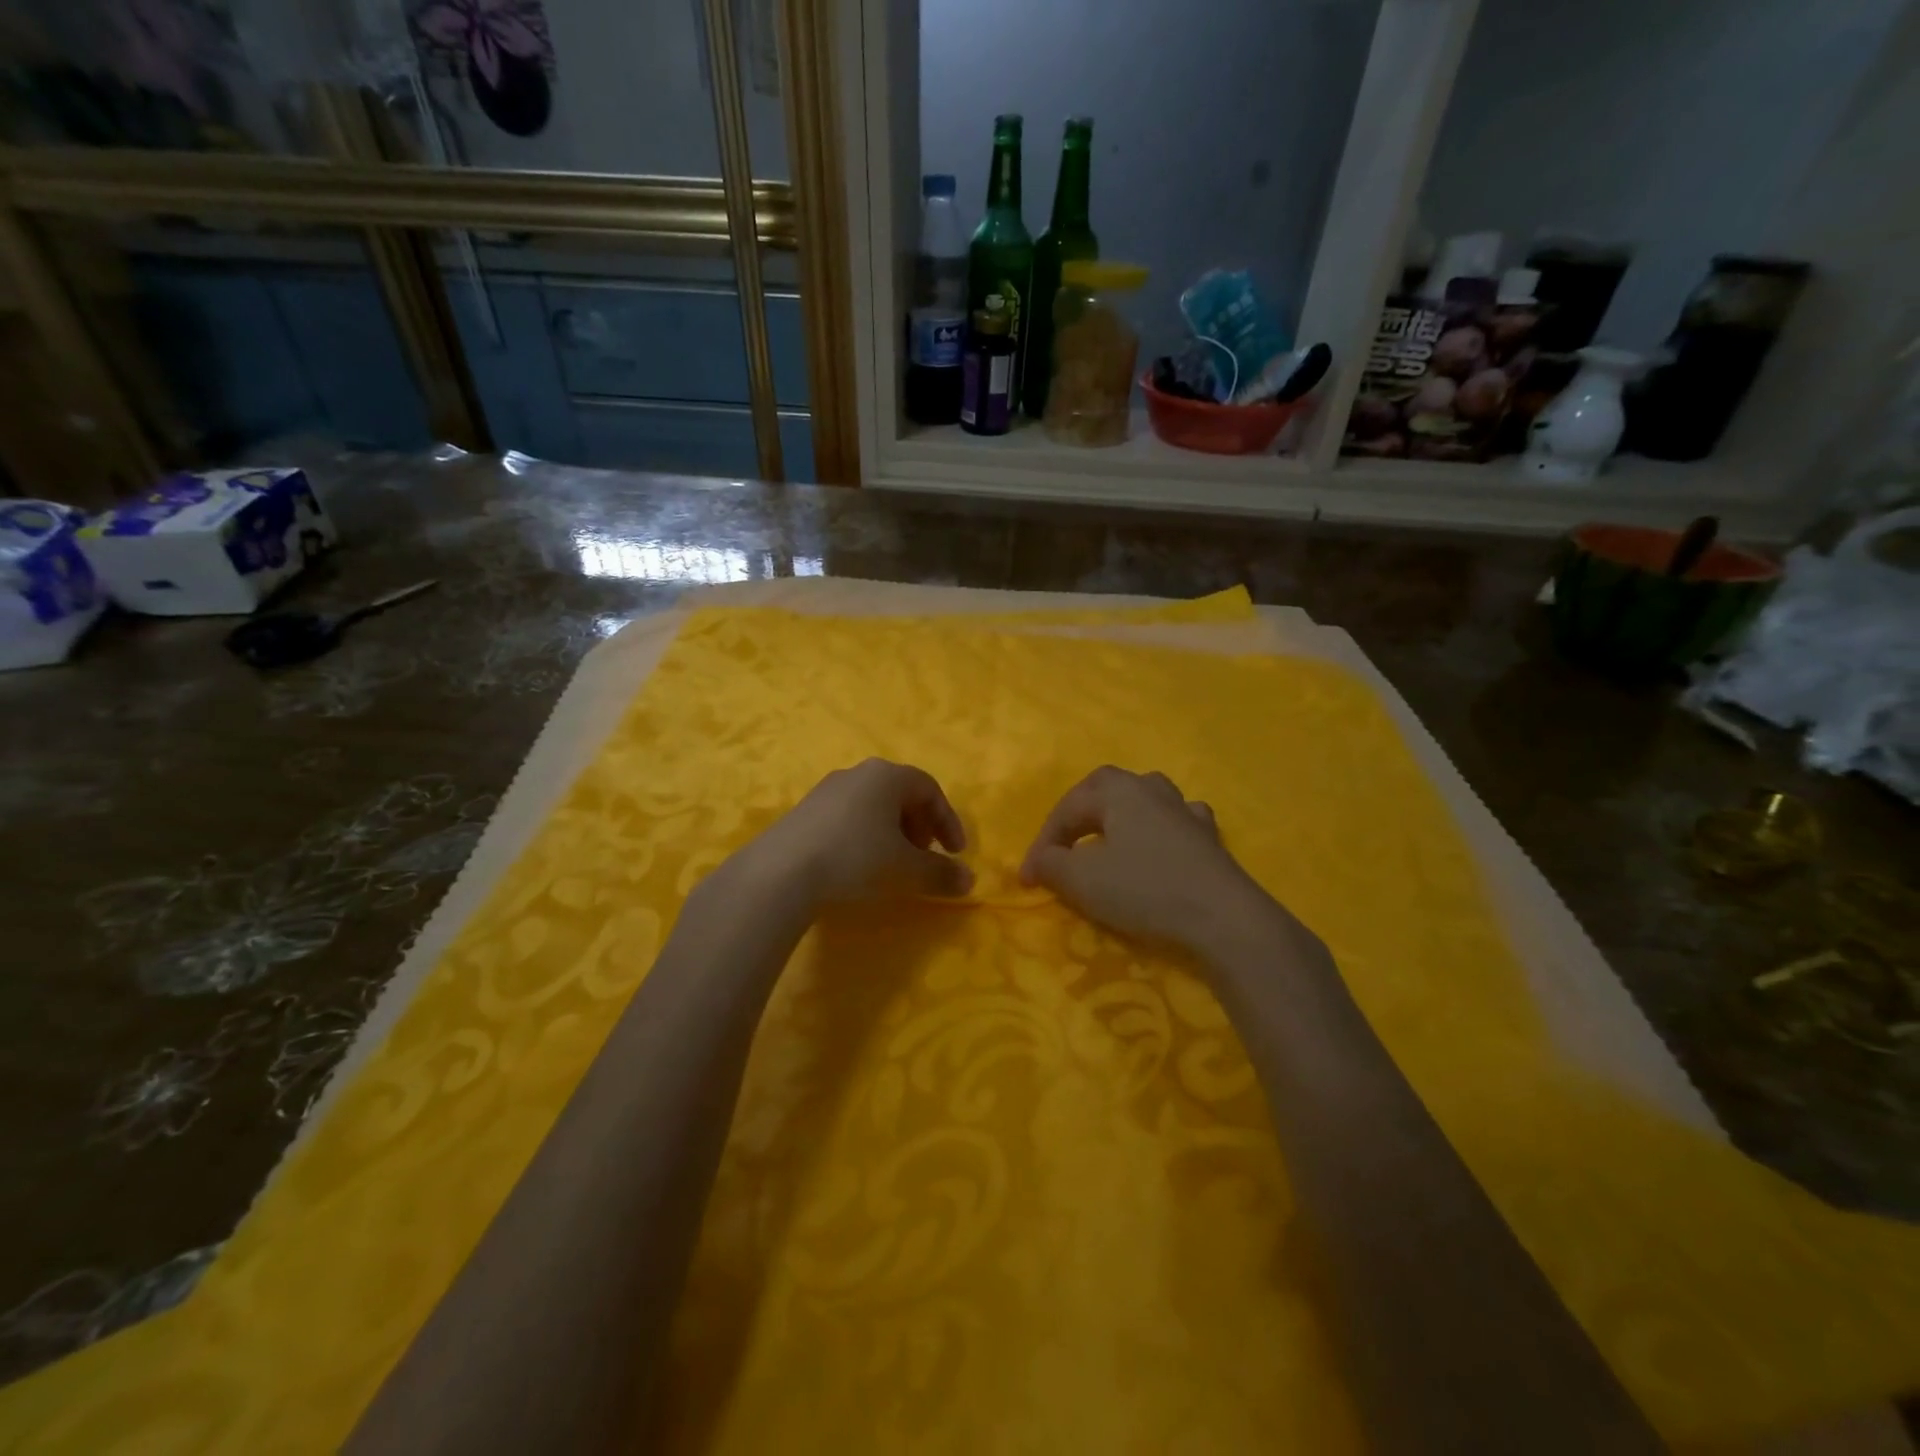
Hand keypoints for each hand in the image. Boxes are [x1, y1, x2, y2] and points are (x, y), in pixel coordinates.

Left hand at [738, 758, 973, 911]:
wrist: (780, 873)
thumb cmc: (855, 859)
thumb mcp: (906, 870)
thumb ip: (940, 873)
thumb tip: (969, 880)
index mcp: (887, 776)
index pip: (930, 790)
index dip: (948, 821)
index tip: (955, 853)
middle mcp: (858, 774)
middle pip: (900, 794)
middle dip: (919, 826)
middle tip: (924, 857)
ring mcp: (826, 790)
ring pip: (872, 806)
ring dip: (891, 832)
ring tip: (893, 864)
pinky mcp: (803, 811)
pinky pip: (847, 817)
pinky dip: (864, 836)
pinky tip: (857, 866)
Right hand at [1019, 766, 1271, 953]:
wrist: (1222, 916)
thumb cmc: (1144, 889)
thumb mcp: (1081, 880)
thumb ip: (1050, 864)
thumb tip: (1038, 860)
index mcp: (1117, 790)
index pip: (1067, 808)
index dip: (1042, 842)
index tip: (1028, 879)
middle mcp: (1151, 789)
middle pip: (1105, 789)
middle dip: (1078, 815)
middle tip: (1062, 845)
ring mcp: (1185, 810)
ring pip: (1144, 799)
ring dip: (1119, 816)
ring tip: (1108, 839)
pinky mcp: (1208, 838)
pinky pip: (1175, 822)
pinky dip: (1158, 831)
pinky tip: (1158, 846)